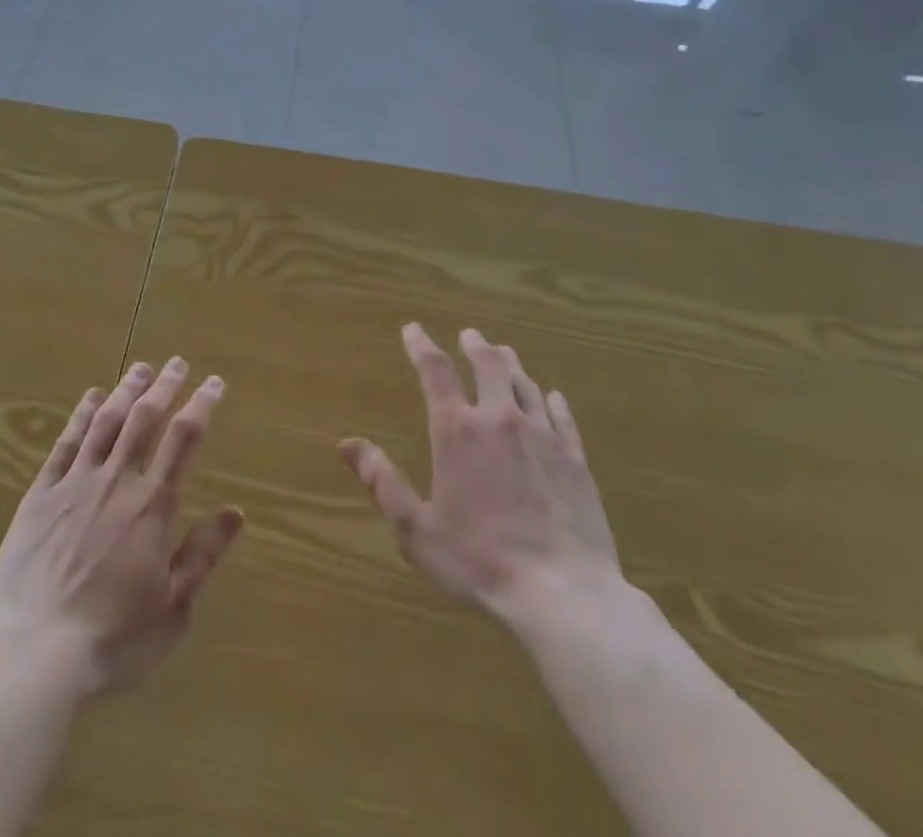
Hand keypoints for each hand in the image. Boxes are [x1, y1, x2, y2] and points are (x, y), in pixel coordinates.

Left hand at [0, 358, 243, 694]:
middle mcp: (116, 481)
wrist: (34, 652)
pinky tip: (90, 398)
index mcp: (152, 505)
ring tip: (140, 368)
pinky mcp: (41, 495)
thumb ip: (204, 554)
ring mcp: (75, 483)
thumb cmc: (113, 637)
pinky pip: (65, 444)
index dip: (201, 405)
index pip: (184, 439)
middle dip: (164, 386)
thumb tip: (236, 511)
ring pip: (105, 422)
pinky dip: (80, 416)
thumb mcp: (173, 607)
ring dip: (125, 390)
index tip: (213, 382)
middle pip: (144, 419)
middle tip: (177, 363)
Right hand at [339, 324, 623, 624]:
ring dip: (511, 365)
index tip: (412, 329)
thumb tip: (346, 444)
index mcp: (458, 431)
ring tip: (504, 353)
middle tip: (469, 334)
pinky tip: (552, 396)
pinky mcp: (575, 460)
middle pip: (488, 365)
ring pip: (525, 385)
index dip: (421, 346)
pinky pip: (562, 418)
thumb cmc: (479, 561)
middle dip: (475, 345)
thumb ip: (382, 482)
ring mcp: (543, 437)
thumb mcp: (416, 528)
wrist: (563, 594)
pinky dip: (552, 401)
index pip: (435, 372)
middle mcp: (500, 420)